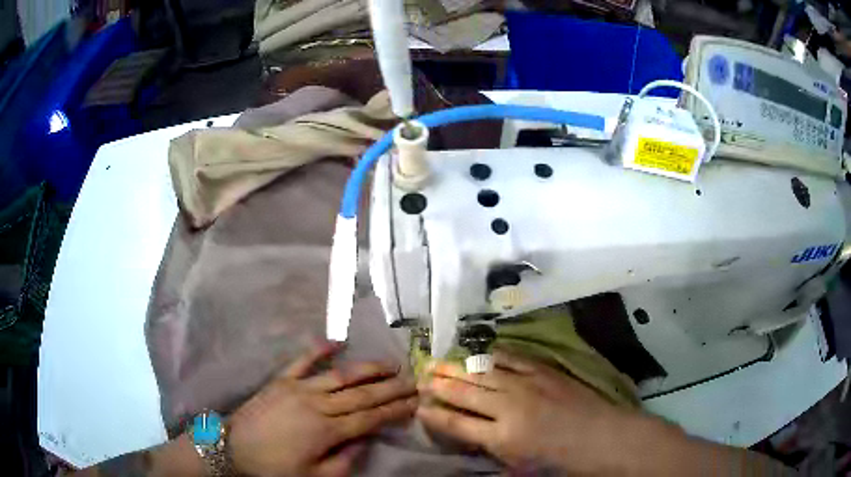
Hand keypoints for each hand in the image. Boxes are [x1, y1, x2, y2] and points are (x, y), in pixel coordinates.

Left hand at [228, 342, 417, 476]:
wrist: (232, 448)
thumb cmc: (274, 468)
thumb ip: (344, 461)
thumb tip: (365, 441)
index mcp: (327, 431)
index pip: (370, 418)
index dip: (395, 410)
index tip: (415, 402)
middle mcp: (317, 404)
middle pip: (362, 394)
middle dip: (390, 388)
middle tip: (413, 380)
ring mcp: (298, 387)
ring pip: (340, 375)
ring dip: (368, 369)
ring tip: (390, 364)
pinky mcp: (281, 380)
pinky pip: (302, 360)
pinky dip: (320, 349)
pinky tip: (337, 341)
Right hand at [417, 349, 635, 473]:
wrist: (602, 437)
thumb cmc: (561, 460)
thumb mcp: (518, 465)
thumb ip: (489, 447)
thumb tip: (467, 433)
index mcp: (501, 437)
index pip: (456, 423)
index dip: (434, 414)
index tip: (418, 407)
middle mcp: (508, 406)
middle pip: (464, 392)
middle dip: (438, 385)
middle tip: (419, 378)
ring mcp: (527, 384)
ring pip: (481, 372)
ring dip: (456, 368)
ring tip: (436, 362)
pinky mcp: (543, 370)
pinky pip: (510, 358)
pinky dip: (491, 357)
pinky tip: (478, 355)